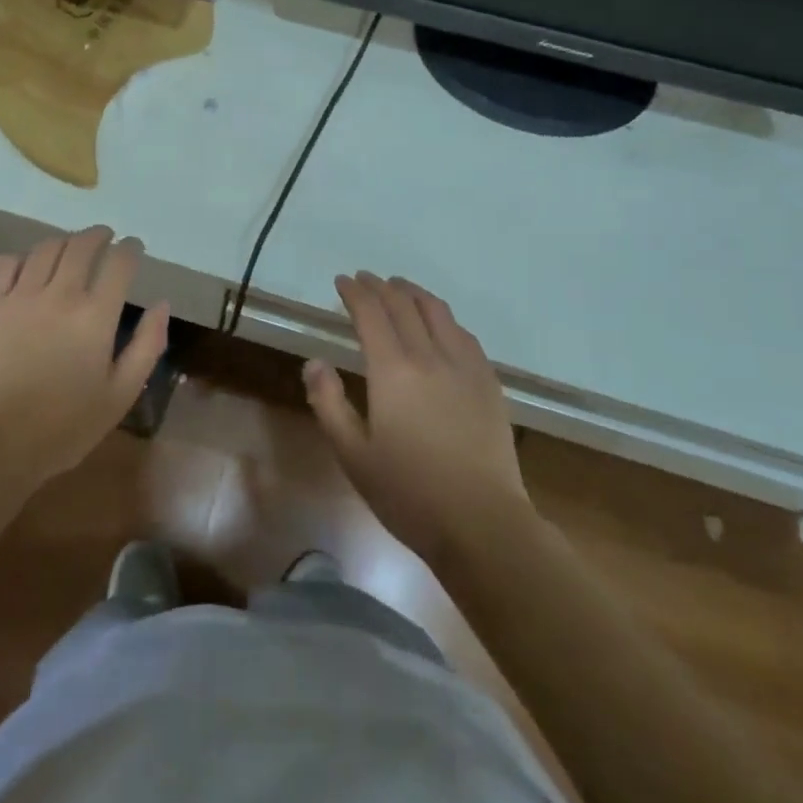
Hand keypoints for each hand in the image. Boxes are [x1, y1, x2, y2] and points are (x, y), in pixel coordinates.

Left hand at [0, 227, 168, 486]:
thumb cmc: (64, 427)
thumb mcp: (120, 395)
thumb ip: (147, 346)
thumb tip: (162, 305)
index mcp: (96, 316)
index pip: (119, 262)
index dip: (131, 248)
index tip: (134, 247)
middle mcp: (60, 295)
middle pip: (82, 245)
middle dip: (99, 235)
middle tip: (105, 238)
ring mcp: (19, 296)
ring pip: (45, 248)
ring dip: (64, 242)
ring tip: (70, 249)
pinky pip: (5, 263)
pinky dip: (22, 257)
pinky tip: (28, 267)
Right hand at [304, 273, 531, 565]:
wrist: (483, 523)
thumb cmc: (409, 493)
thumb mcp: (353, 455)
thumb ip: (328, 403)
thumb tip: (314, 362)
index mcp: (392, 370)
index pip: (371, 314)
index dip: (355, 292)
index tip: (343, 281)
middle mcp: (429, 356)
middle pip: (403, 305)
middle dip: (381, 286)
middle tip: (366, 279)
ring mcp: (464, 366)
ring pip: (438, 312)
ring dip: (414, 293)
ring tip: (401, 287)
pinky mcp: (488, 382)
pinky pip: (464, 334)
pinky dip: (444, 317)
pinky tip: (441, 323)